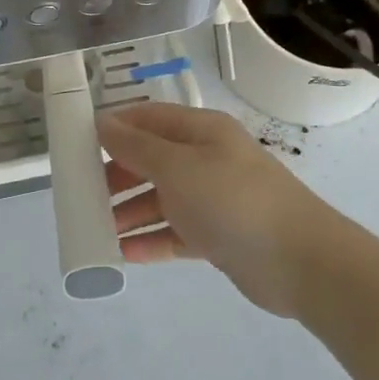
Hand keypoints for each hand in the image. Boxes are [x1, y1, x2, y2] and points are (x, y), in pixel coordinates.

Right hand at [97, 104, 339, 316]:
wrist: (301, 261)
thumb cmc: (232, 200)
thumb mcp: (177, 167)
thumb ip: (136, 146)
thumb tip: (101, 122)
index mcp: (200, 131)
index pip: (147, 119)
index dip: (113, 128)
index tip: (77, 144)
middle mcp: (206, 159)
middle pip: (151, 160)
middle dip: (116, 175)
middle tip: (82, 193)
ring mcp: (213, 198)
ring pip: (160, 199)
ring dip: (129, 211)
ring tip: (96, 228)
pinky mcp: (218, 236)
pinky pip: (175, 233)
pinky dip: (150, 240)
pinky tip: (122, 254)